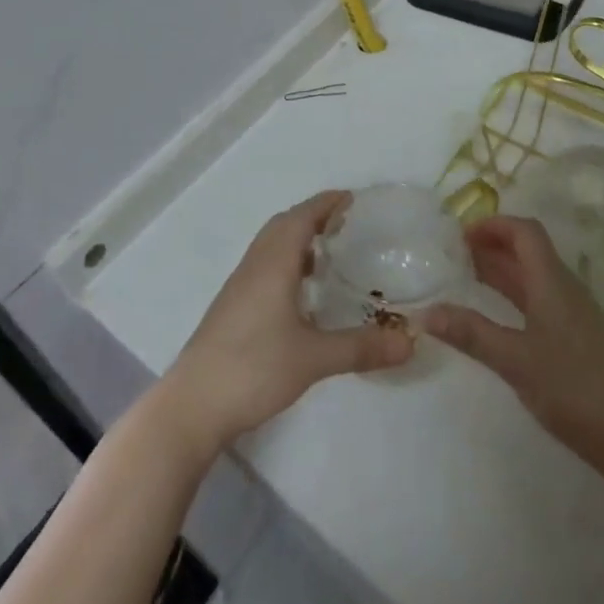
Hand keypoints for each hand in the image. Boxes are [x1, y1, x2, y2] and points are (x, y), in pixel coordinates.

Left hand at [161, 191, 413, 455]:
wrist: (193, 404)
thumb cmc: (254, 368)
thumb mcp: (313, 358)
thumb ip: (361, 347)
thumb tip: (410, 341)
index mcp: (274, 262)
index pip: (302, 216)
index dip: (327, 203)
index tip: (353, 199)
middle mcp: (255, 264)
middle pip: (284, 225)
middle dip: (314, 217)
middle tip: (347, 226)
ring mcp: (240, 286)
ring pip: (271, 246)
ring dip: (298, 240)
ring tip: (329, 256)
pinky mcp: (233, 306)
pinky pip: (264, 267)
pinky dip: (286, 263)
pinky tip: (302, 294)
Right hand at [424, 216, 603, 467]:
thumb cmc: (575, 388)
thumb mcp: (516, 360)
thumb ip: (472, 333)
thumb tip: (425, 311)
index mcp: (551, 281)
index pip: (524, 231)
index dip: (493, 224)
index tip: (459, 234)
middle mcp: (563, 288)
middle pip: (527, 251)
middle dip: (491, 245)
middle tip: (452, 254)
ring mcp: (573, 314)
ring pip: (532, 277)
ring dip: (501, 271)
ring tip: (465, 279)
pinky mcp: (577, 339)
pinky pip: (539, 301)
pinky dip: (513, 297)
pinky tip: (496, 318)